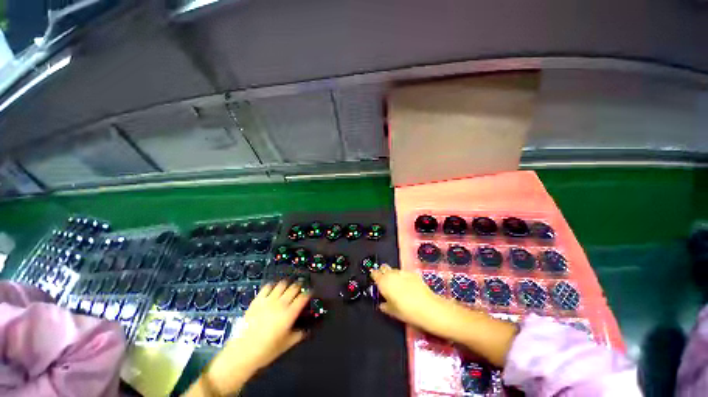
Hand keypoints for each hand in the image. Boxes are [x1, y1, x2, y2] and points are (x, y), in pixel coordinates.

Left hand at [202, 281, 310, 395]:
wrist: (242, 353)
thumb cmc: (266, 351)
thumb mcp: (286, 345)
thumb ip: (298, 335)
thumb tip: (306, 330)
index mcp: (289, 314)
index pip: (303, 297)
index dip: (308, 293)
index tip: (310, 293)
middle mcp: (280, 304)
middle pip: (294, 288)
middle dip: (299, 286)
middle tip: (300, 289)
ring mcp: (268, 301)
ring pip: (282, 284)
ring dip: (287, 284)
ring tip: (288, 287)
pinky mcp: (257, 300)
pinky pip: (267, 287)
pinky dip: (273, 286)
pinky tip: (273, 289)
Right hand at [370, 265, 517, 366]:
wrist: (430, 309)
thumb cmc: (408, 313)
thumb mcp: (394, 312)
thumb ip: (385, 306)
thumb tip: (382, 304)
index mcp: (385, 283)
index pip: (375, 274)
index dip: (374, 275)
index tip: (373, 278)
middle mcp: (392, 274)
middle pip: (384, 268)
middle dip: (382, 272)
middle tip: (384, 281)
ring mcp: (403, 273)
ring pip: (393, 269)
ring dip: (392, 274)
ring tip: (395, 283)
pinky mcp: (412, 273)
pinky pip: (403, 272)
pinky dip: (401, 276)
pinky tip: (406, 284)